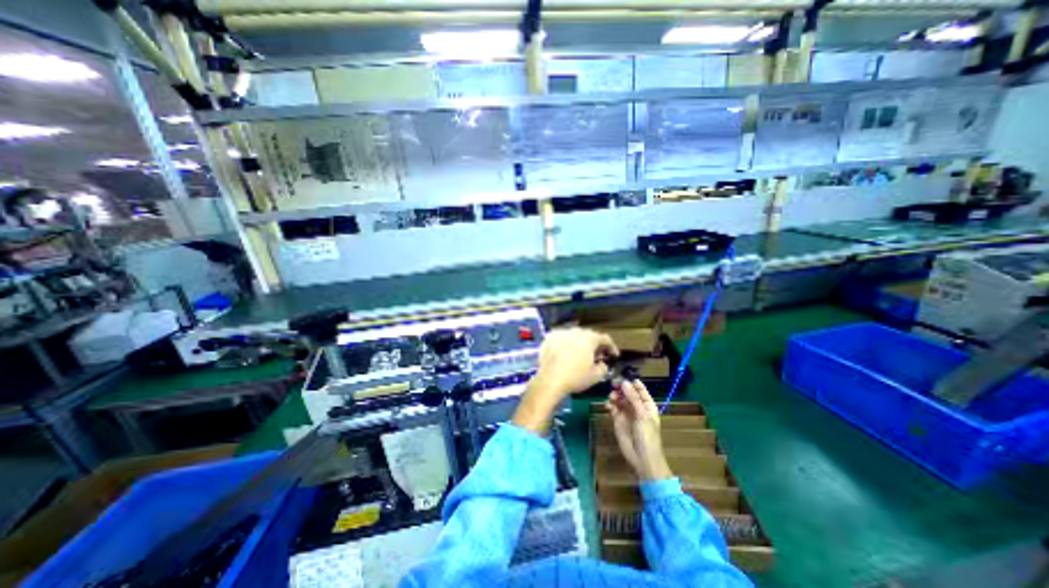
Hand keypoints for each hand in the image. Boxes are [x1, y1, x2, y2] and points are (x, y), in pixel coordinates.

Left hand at [514, 328, 616, 434]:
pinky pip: (561, 338)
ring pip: (574, 335)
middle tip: (598, 354)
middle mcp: (575, 332)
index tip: (614, 355)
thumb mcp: (596, 376)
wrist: (550, 380)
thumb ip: (603, 367)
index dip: (611, 346)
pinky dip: (566, 343)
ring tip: (581, 353)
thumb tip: (602, 363)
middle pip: (589, 335)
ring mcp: (560, 333)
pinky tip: (566, 352)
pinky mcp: (549, 338)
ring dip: (580, 342)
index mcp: (589, 338)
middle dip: (595, 344)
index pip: (604, 338)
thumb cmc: (575, 378)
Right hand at [608, 380, 672, 480]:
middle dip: (621, 388)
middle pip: (627, 392)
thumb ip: (633, 398)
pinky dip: (609, 404)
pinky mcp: (618, 420)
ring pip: (619, 399)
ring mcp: (627, 413)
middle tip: (613, 385)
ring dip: (614, 396)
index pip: (640, 389)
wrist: (642, 458)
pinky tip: (608, 405)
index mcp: (647, 405)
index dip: (632, 383)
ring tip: (611, 398)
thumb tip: (624, 382)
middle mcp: (637, 407)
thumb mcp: (642, 415)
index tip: (623, 377)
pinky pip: (612, 408)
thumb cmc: (647, 436)